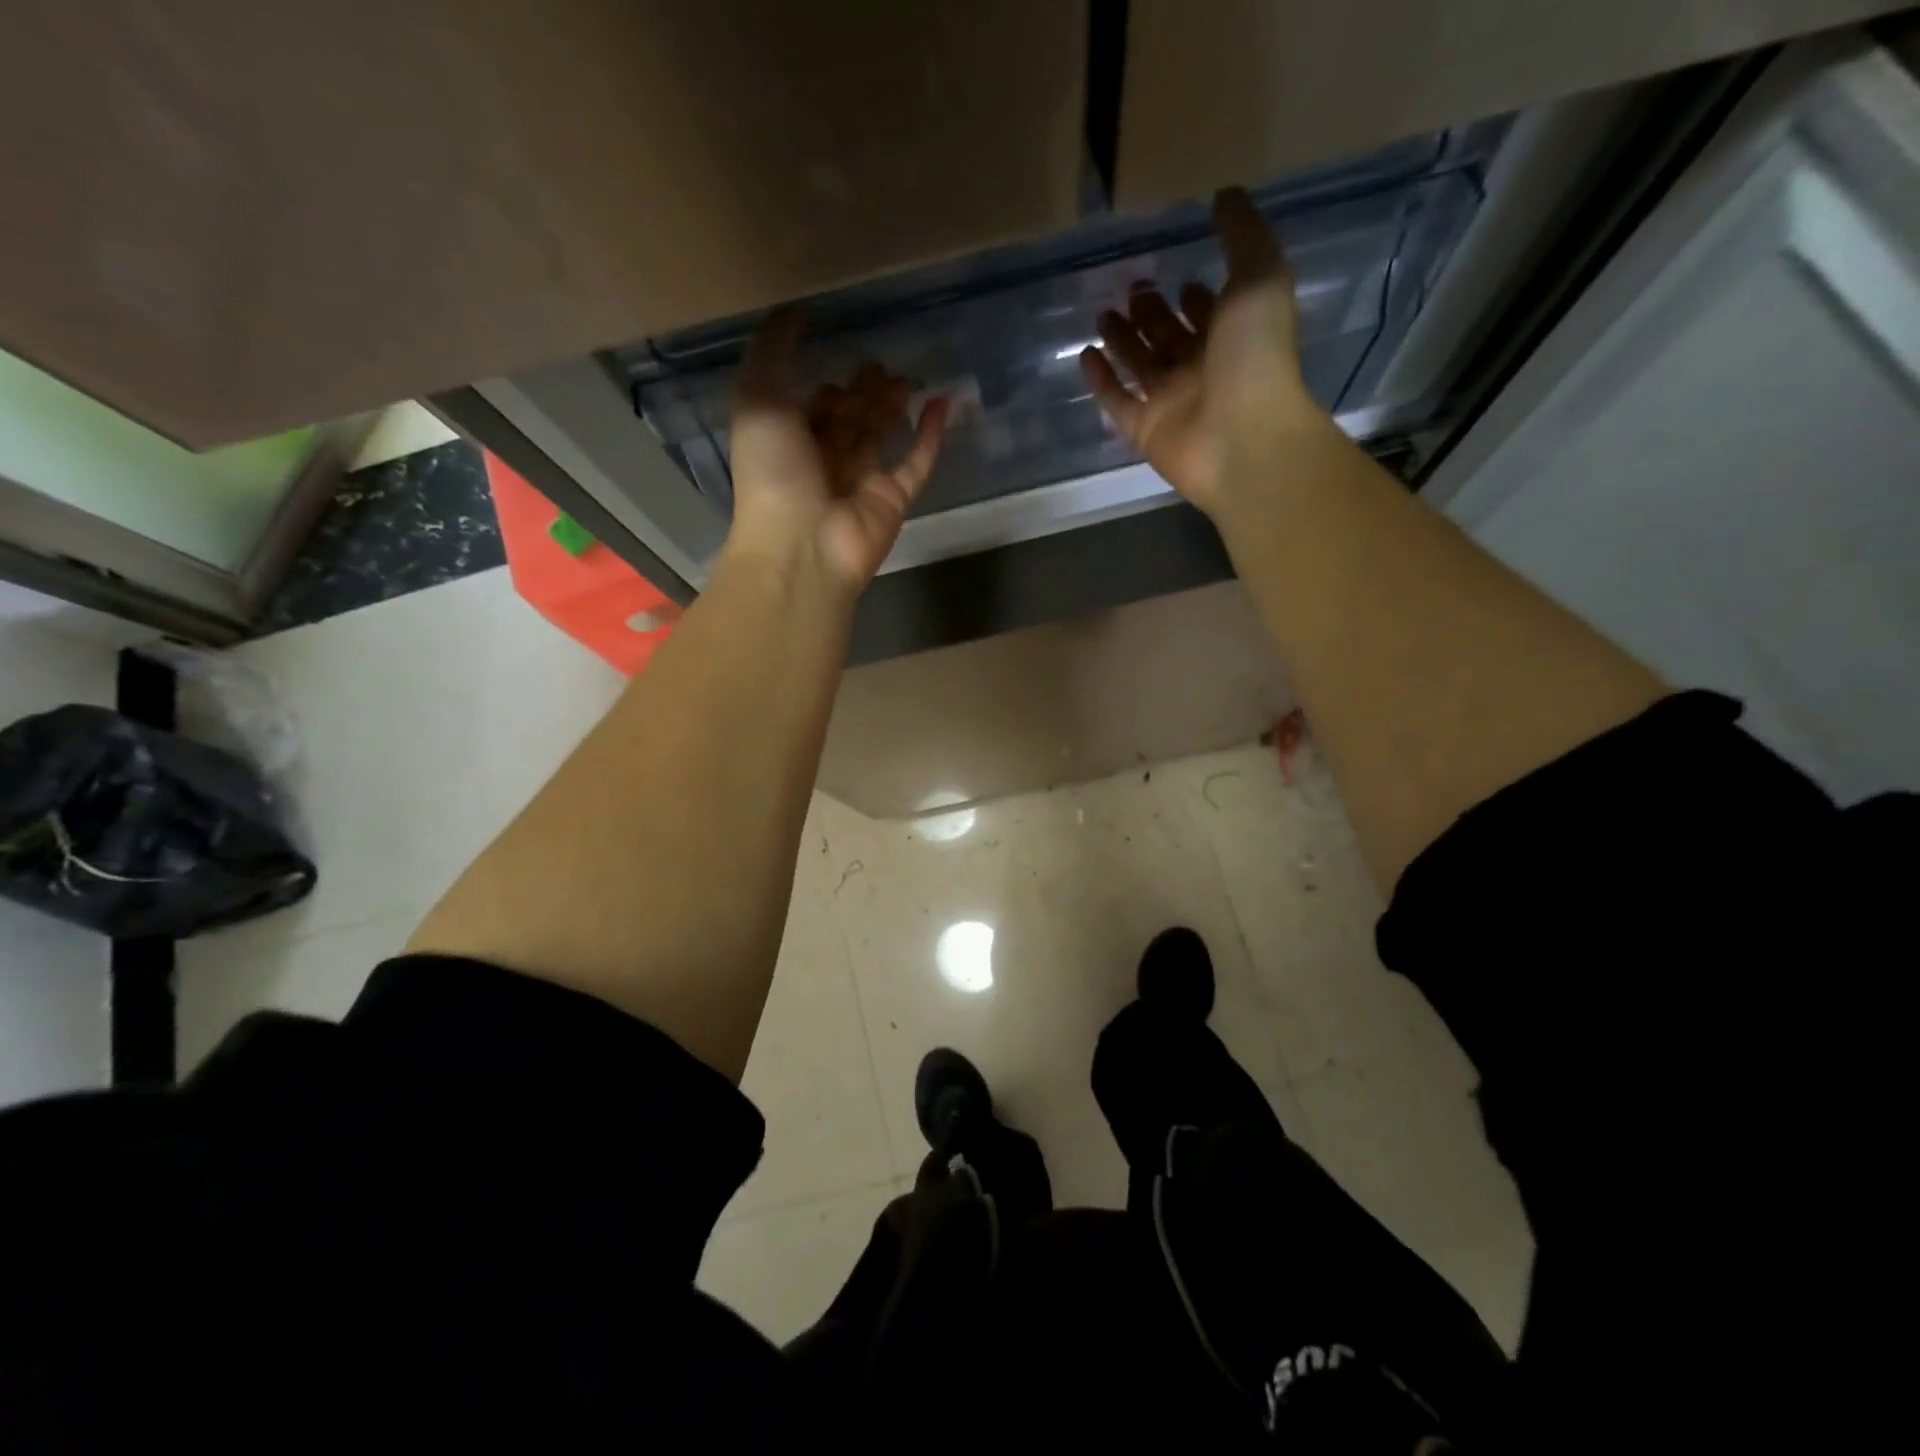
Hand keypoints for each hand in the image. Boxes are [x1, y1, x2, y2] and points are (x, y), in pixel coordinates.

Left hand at [726, 309, 948, 591]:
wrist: (802, 545)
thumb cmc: (772, 472)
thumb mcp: (757, 398)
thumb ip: (771, 352)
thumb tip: (793, 312)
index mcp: (789, 443)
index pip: (813, 411)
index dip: (827, 388)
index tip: (840, 358)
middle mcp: (825, 462)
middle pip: (850, 421)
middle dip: (864, 393)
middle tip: (881, 365)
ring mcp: (862, 483)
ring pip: (882, 437)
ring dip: (893, 406)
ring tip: (908, 377)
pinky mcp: (894, 500)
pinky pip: (916, 464)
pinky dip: (930, 436)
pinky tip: (942, 403)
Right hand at [1080, 189, 1324, 518]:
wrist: (1241, 436)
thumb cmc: (1255, 355)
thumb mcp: (1259, 276)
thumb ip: (1243, 234)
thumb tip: (1225, 195)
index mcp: (1234, 335)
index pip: (1211, 312)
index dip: (1195, 296)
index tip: (1177, 273)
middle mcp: (1202, 368)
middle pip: (1171, 338)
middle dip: (1152, 313)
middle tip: (1131, 289)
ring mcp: (1172, 402)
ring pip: (1142, 367)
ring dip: (1124, 340)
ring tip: (1103, 313)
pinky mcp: (1145, 430)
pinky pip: (1118, 402)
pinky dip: (1102, 380)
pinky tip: (1086, 354)